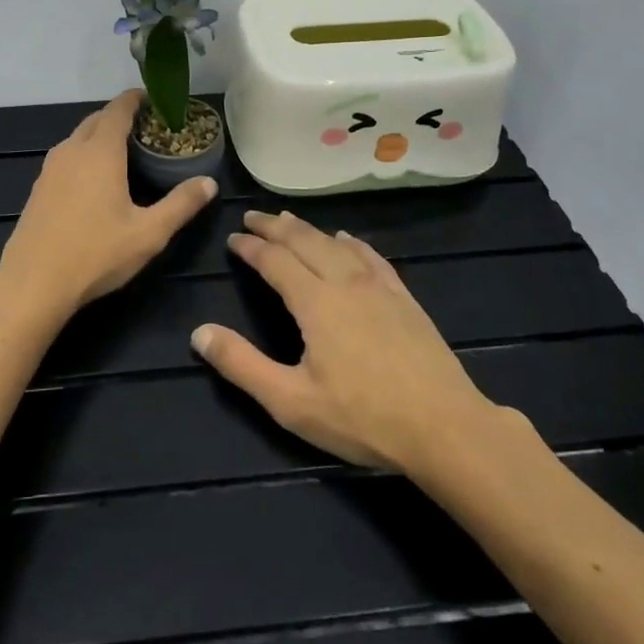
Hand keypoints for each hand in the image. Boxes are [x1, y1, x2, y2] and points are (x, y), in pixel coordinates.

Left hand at [0, 91, 219, 321]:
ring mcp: (50, 168)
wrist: (33, 283)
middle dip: (120, 116)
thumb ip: (181, 204)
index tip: (154, 98)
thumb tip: (209, 183)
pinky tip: (95, 179)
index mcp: (100, 152)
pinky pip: (66, 156)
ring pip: (78, 137)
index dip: (136, 99)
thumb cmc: (95, 254)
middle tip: (147, 127)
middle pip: (97, 119)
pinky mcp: (39, 187)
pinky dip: (84, 153)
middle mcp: (72, 150)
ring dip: (100, 134)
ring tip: (125, 150)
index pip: (118, 109)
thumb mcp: (149, 233)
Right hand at [192, 211, 510, 474]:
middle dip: (275, 226)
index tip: (232, 238)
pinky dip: (350, 243)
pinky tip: (346, 240)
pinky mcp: (403, 297)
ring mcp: (378, 286)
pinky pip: (371, 256)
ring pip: (336, 243)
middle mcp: (344, 281)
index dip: (251, 246)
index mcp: (315, 302)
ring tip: (289, 220)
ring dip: (308, 229)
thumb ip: (242, 365)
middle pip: (304, 240)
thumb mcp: (291, 401)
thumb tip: (199, 333)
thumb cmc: (362, 418)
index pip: (274, 261)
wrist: (445, 427)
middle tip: (252, 216)